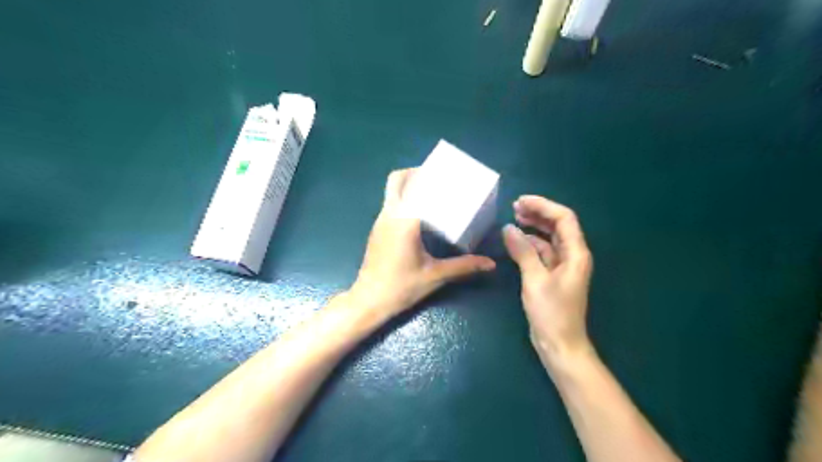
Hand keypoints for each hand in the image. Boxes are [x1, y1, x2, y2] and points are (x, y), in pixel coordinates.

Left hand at [348, 170, 493, 316]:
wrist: (369, 300)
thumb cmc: (401, 287)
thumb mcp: (435, 275)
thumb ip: (464, 266)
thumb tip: (490, 264)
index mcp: (404, 221)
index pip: (417, 187)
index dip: (432, 177)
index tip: (449, 175)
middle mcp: (389, 214)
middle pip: (396, 179)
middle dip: (416, 172)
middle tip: (437, 178)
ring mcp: (380, 221)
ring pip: (391, 191)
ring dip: (409, 184)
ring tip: (431, 191)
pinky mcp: (377, 229)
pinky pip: (390, 203)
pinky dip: (403, 198)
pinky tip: (419, 213)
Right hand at [505, 197, 594, 366]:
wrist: (560, 345)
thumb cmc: (552, 313)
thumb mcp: (534, 280)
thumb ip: (523, 252)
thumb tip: (508, 229)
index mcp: (576, 253)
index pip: (564, 218)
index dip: (543, 206)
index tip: (521, 201)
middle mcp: (572, 255)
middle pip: (558, 225)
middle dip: (538, 213)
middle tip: (514, 207)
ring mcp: (563, 266)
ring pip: (549, 238)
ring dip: (533, 227)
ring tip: (514, 219)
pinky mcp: (553, 275)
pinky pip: (542, 252)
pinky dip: (530, 244)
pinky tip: (516, 241)